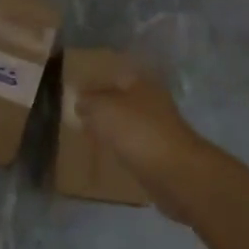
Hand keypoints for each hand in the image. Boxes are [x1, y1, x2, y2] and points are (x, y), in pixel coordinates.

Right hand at [74, 66, 210, 218]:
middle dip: (102, 107)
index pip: (113, 75)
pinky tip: (106, 154)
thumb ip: (88, 101)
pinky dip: (121, 148)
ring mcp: (158, 128)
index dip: (93, 83)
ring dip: (111, 128)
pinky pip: (134, 145)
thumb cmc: (136, 131)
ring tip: (88, 135)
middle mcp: (152, 101)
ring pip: (128, 123)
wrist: (174, 172)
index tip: (74, 94)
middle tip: (78, 116)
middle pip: (121, 100)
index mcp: (141, 83)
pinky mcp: (160, 153)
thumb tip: (79, 101)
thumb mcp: (102, 109)